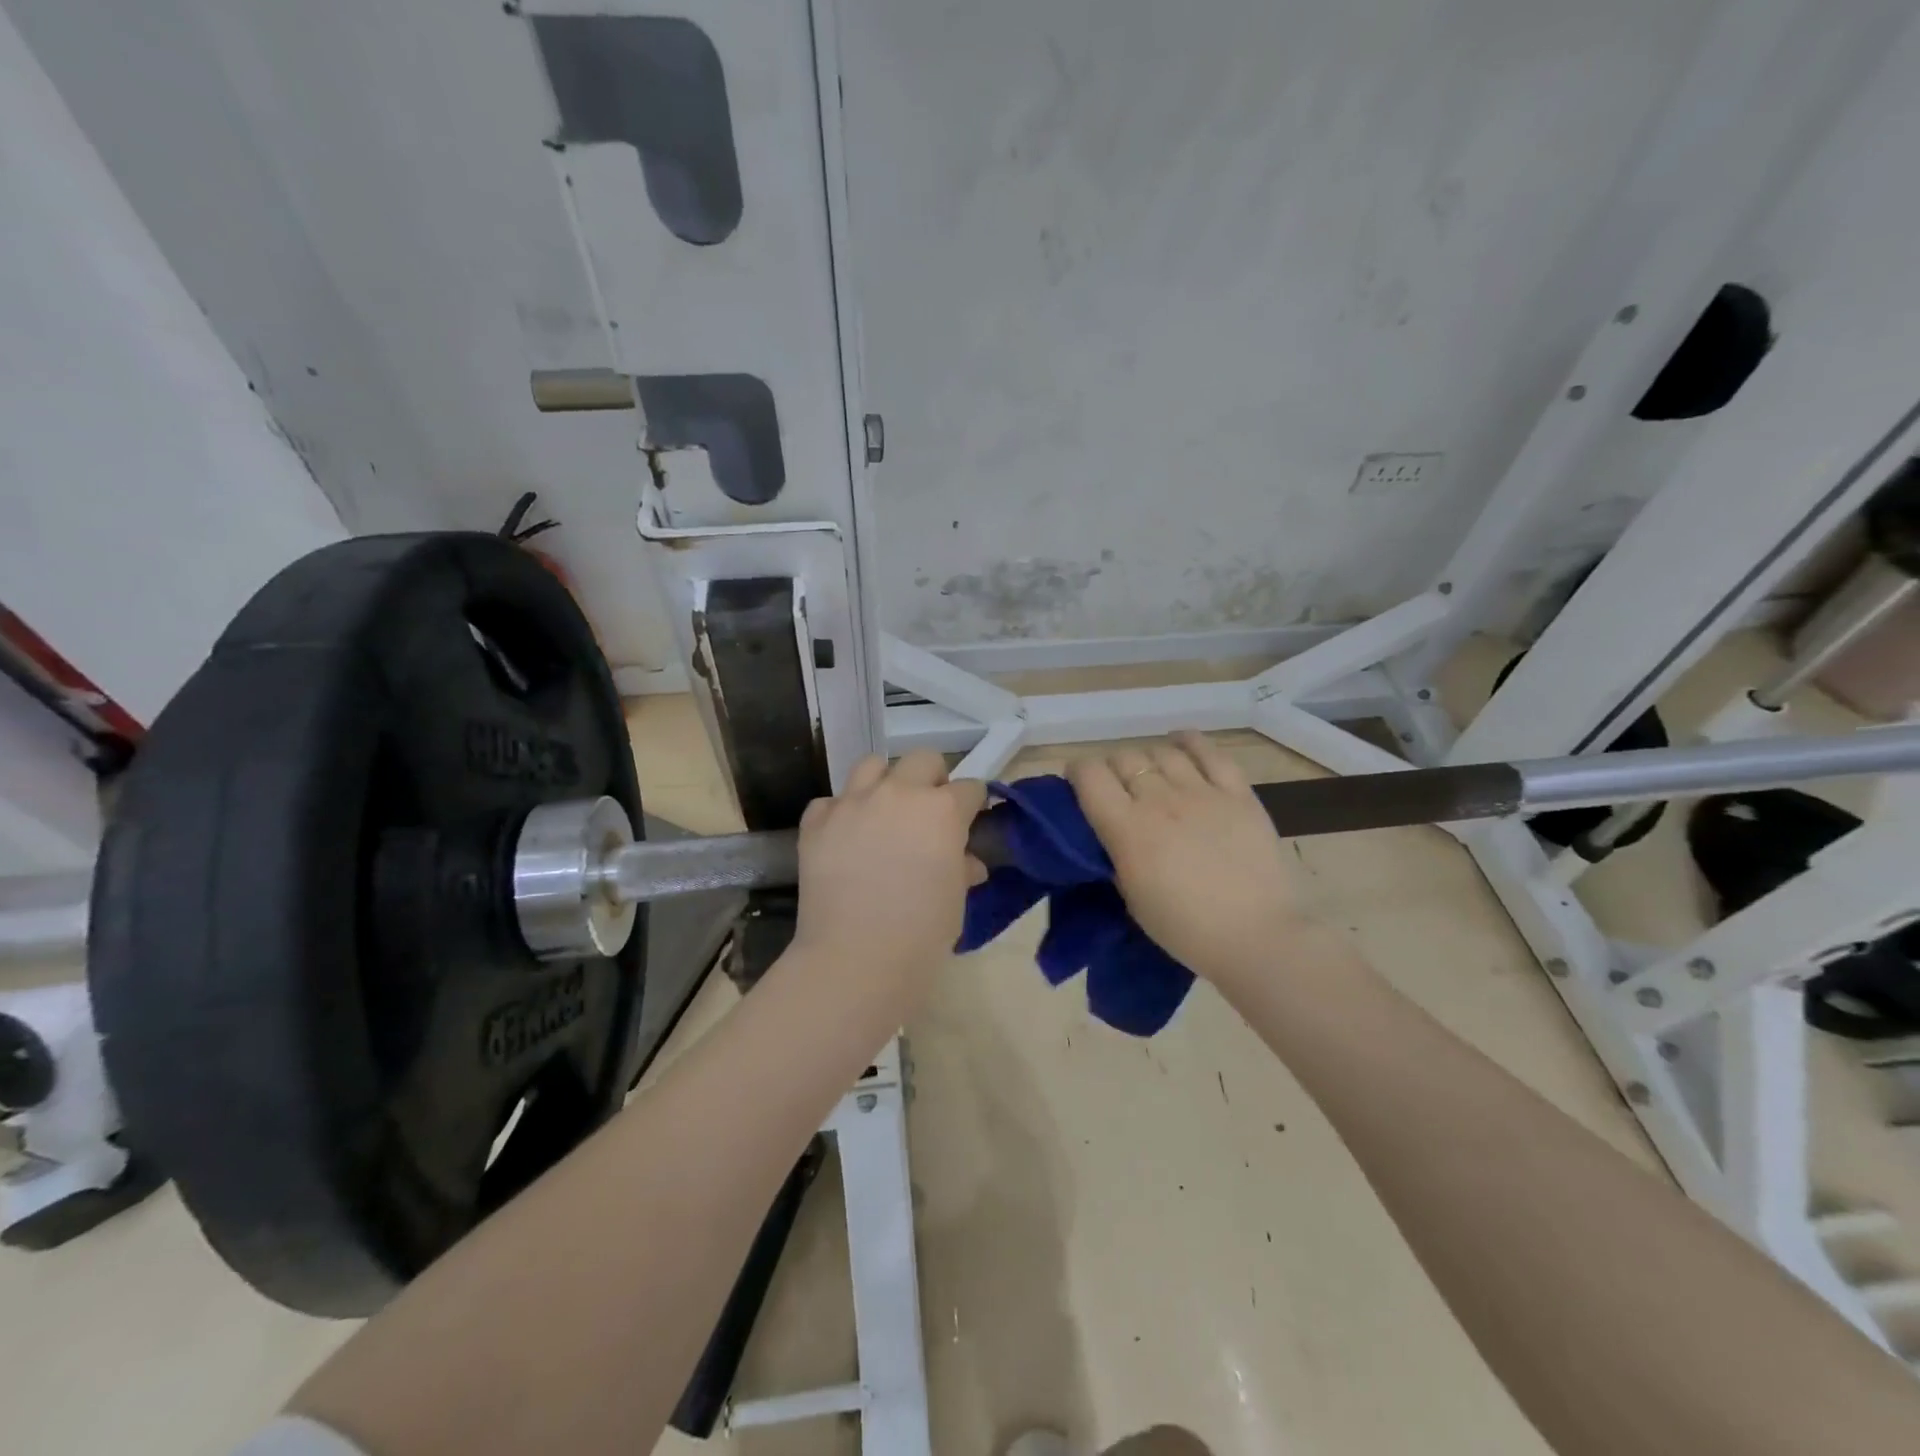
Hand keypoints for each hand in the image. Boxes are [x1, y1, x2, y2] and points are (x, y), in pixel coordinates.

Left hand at [791, 751, 987, 1003]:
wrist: (856, 959)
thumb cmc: (921, 935)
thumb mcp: (954, 900)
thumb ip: (960, 868)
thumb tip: (965, 863)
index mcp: (942, 810)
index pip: (969, 788)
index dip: (972, 805)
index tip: (970, 821)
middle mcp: (898, 793)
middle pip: (923, 760)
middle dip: (932, 780)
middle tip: (928, 813)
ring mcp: (852, 803)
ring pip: (872, 765)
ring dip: (884, 783)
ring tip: (883, 813)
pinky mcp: (816, 822)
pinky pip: (830, 802)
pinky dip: (840, 813)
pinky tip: (844, 838)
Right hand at [1068, 731, 1303, 985]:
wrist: (1258, 937)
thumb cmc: (1186, 929)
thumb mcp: (1132, 897)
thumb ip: (1117, 854)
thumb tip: (1112, 832)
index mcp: (1127, 828)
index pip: (1089, 775)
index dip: (1077, 772)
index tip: (1078, 785)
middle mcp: (1160, 799)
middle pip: (1124, 758)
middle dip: (1112, 769)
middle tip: (1118, 790)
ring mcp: (1202, 792)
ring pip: (1161, 751)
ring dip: (1148, 759)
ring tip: (1151, 775)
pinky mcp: (1238, 793)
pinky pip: (1210, 751)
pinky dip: (1189, 741)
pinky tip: (1180, 743)